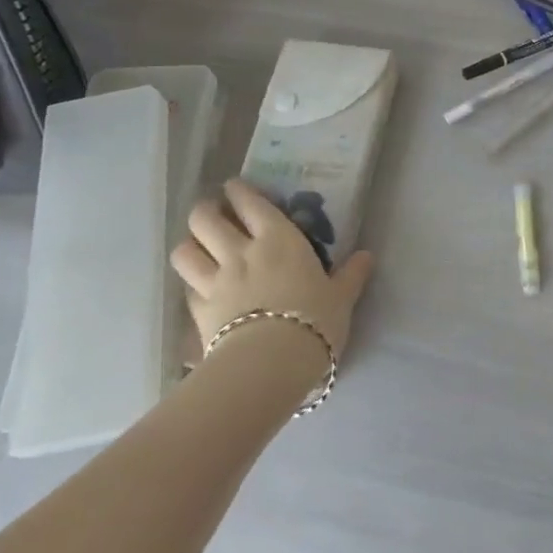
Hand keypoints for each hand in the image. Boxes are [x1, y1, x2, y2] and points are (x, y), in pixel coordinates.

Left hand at [171, 180, 374, 370]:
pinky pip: (186, 288)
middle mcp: (240, 251)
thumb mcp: (341, 297)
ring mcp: (215, 281)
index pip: (249, 201)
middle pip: (205, 219)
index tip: (235, 188)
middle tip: (213, 215)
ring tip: (198, 248)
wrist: (271, 364)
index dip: (238, 190)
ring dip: (189, 245)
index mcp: (278, 238)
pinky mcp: (198, 313)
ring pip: (185, 251)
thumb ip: (351, 275)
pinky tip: (198, 289)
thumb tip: (367, 256)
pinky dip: (190, 284)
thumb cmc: (313, 320)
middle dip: (205, 211)